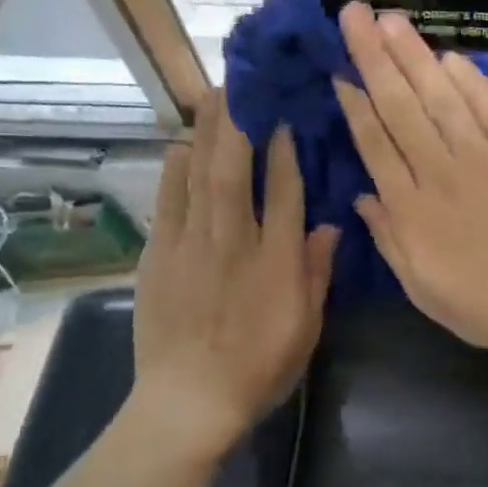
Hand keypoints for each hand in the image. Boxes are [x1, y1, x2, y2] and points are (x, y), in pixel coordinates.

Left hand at [133, 90, 337, 444]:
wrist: (189, 402)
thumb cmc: (259, 367)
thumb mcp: (306, 327)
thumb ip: (317, 273)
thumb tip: (329, 224)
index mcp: (276, 261)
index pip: (285, 192)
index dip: (286, 150)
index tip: (285, 115)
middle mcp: (233, 242)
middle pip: (235, 169)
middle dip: (238, 123)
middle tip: (240, 84)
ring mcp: (190, 246)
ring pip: (198, 176)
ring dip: (205, 133)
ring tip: (211, 98)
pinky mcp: (158, 256)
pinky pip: (167, 201)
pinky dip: (173, 169)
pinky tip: (179, 146)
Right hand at [333, 3, 487, 356]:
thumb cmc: (482, 306)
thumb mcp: (419, 286)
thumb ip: (388, 237)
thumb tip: (361, 195)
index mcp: (410, 210)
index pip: (374, 144)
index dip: (354, 104)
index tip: (339, 69)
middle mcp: (440, 174)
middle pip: (401, 108)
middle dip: (374, 58)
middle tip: (354, 14)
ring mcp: (486, 160)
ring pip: (442, 99)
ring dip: (415, 56)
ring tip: (391, 20)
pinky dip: (472, 82)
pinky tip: (450, 57)